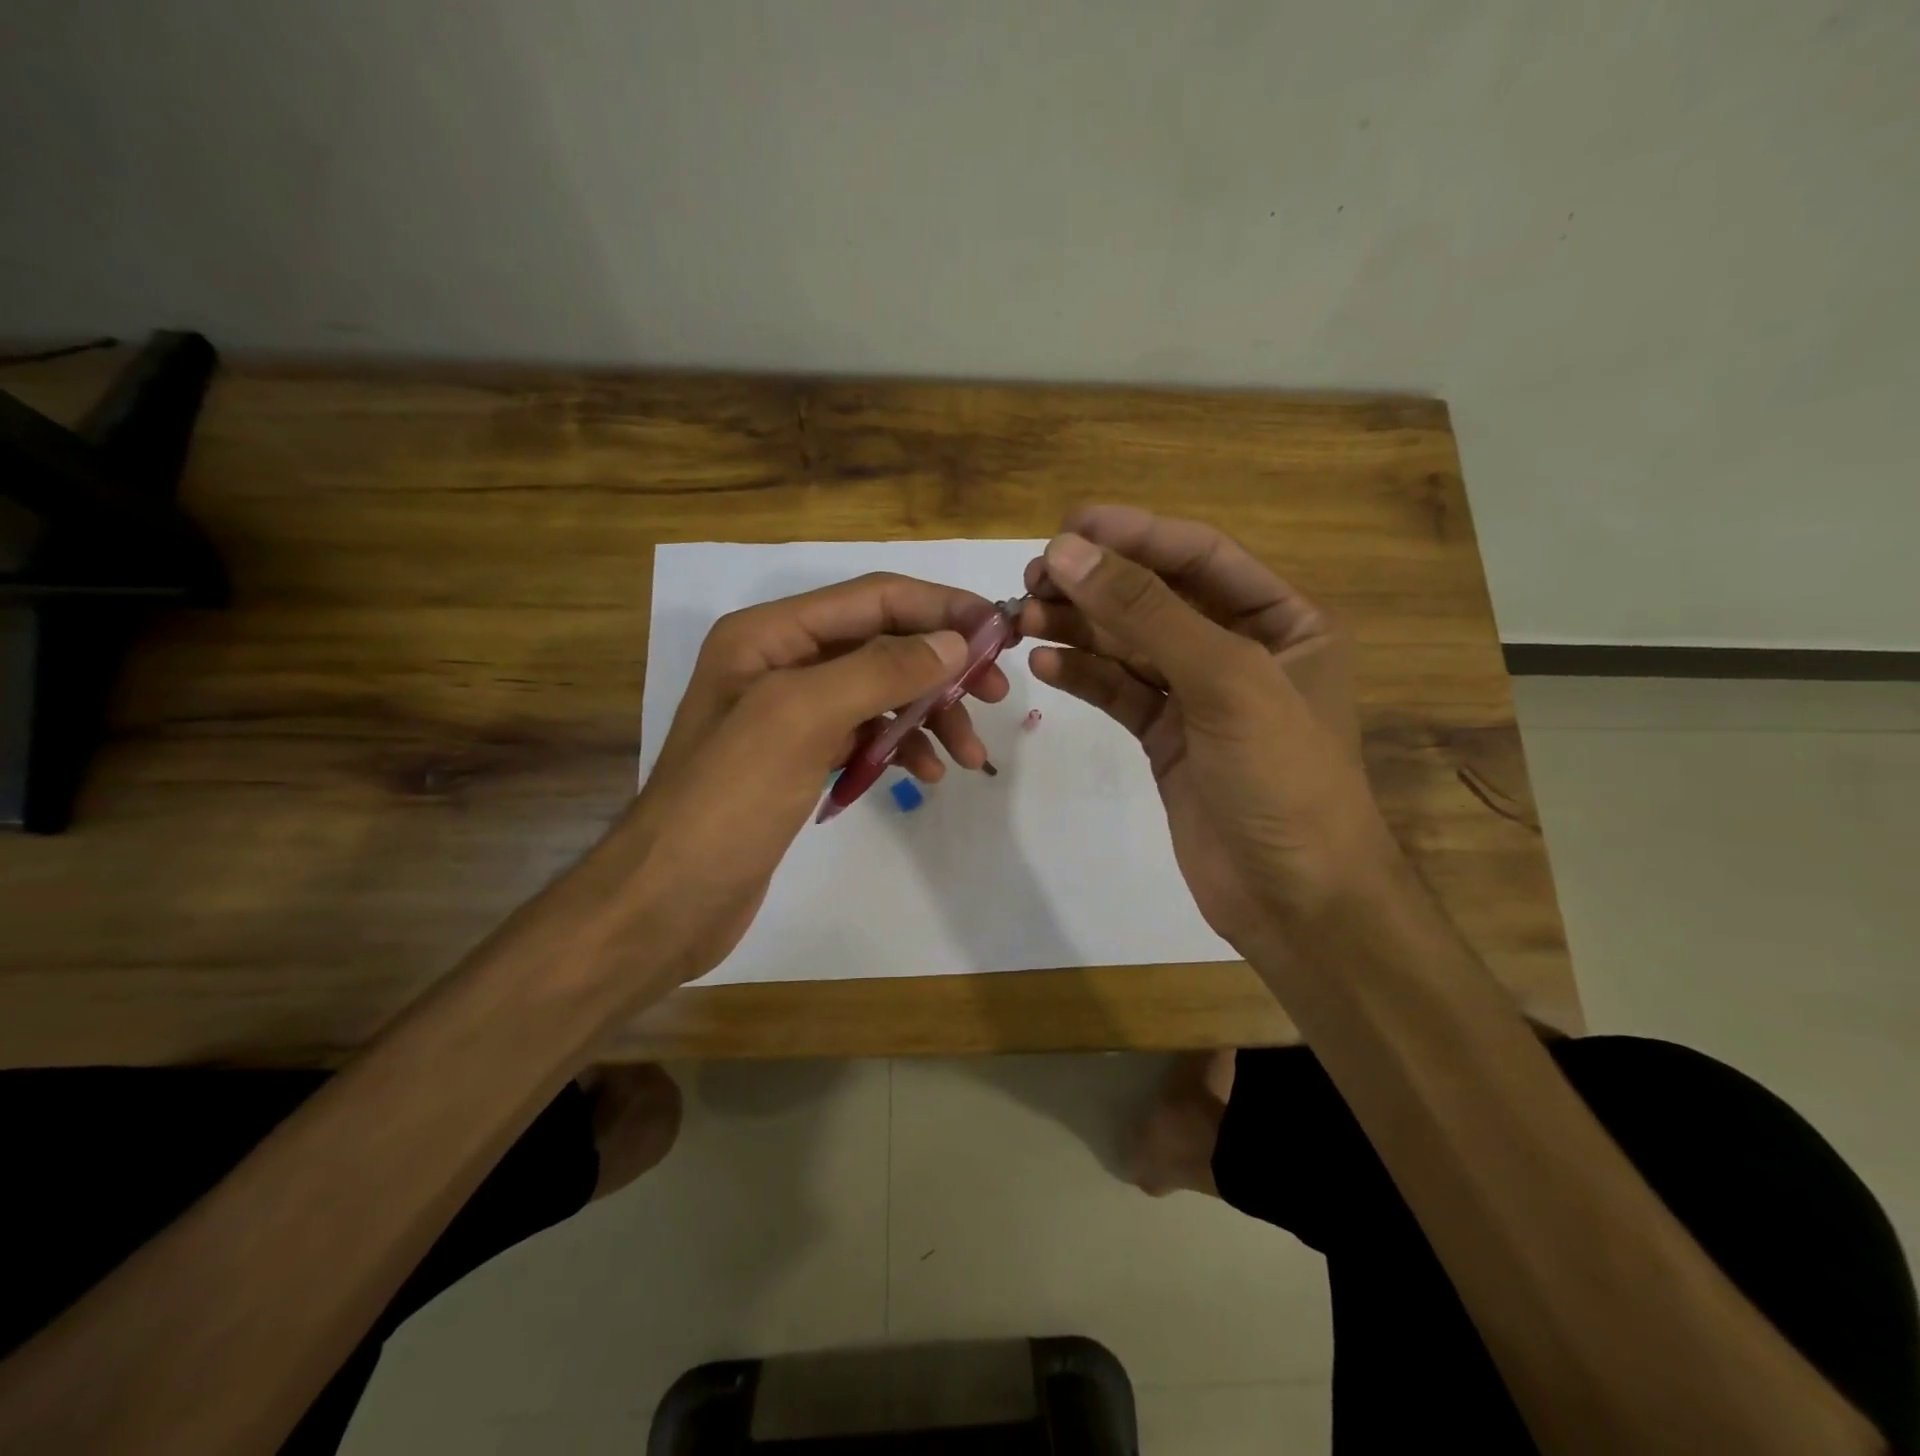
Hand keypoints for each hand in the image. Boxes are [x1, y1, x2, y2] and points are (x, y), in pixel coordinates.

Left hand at [620, 574, 1009, 981]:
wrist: (670, 899)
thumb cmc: (729, 800)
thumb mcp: (801, 718)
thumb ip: (879, 669)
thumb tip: (953, 642)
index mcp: (771, 634)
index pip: (873, 598)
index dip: (940, 607)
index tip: (999, 632)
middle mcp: (782, 662)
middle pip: (882, 643)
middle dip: (942, 667)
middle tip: (997, 695)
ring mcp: (791, 713)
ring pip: (881, 693)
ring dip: (930, 715)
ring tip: (970, 755)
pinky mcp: (802, 757)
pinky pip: (866, 735)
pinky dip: (901, 747)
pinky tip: (927, 775)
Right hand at [1021, 506, 1388, 954]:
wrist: (1295, 899)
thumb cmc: (1283, 778)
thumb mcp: (1225, 680)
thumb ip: (1147, 613)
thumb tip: (1069, 550)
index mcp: (1284, 619)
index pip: (1199, 555)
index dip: (1134, 534)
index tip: (1068, 526)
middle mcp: (1242, 648)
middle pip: (1157, 597)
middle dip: (1096, 584)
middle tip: (1034, 577)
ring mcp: (1200, 695)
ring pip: (1131, 645)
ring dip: (1080, 628)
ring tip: (1024, 618)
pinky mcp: (1168, 737)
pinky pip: (1121, 692)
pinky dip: (1085, 676)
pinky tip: (1046, 665)